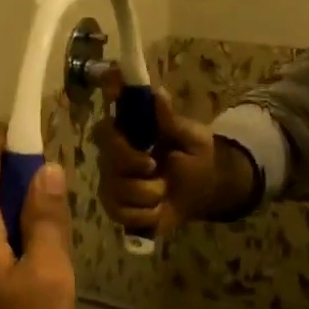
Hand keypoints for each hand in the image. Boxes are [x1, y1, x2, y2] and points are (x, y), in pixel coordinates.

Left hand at [0, 126, 76, 308]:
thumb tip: (47, 170)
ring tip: (56, 249)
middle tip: (61, 207)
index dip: (7, 132)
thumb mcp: (48, 276)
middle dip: (23, 180)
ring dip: (21, 215)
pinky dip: (12, 240)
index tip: (41, 138)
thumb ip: (46, 219)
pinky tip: (39, 276)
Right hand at [91, 75, 253, 233]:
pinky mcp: (117, 209)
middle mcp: (112, 156)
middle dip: (134, 166)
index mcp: (128, 133)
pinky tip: (157, 208)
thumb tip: (158, 94)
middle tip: (155, 167)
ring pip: (117, 190)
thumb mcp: (192, 138)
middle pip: (107, 160)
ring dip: (148, 194)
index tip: (139, 147)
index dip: (113, 138)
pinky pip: (122, 214)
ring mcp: (112, 183)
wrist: (205, 192)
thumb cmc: (196, 158)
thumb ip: (172, 120)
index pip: (104, 128)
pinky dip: (146, 215)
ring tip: (163, 190)